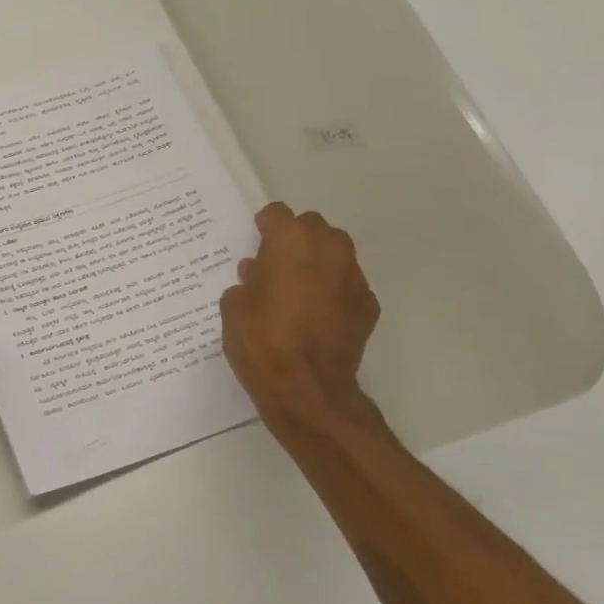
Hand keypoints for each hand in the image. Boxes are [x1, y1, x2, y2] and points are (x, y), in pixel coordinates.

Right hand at [220, 204, 384, 439]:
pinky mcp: (369, 305)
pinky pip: (347, 287)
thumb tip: (257, 276)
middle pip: (312, 228)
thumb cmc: (261, 341)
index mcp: (291, 240)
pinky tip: (318, 318)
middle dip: (295, 241)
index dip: (264, 227)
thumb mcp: (234, 308)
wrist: (306, 389)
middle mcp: (329, 248)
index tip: (256, 242)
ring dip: (317, 265)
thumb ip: (246, 283)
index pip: (277, 214)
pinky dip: (334, 294)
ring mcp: (354, 277)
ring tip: (298, 292)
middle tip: (276, 267)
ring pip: (335, 255)